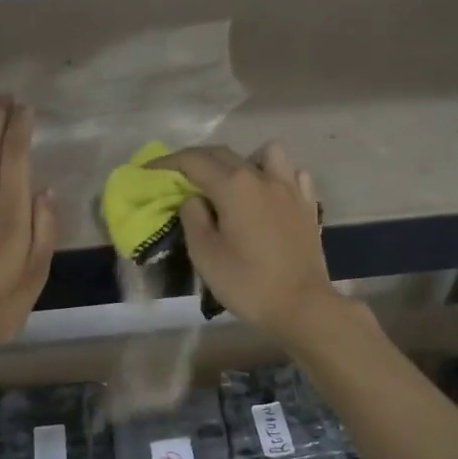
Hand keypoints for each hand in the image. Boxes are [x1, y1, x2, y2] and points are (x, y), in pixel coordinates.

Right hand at [149, 142, 343, 343]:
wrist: (302, 305)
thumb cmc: (248, 283)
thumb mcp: (205, 254)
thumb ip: (193, 218)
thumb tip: (194, 199)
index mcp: (234, 186)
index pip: (194, 161)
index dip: (167, 162)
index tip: (149, 170)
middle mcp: (262, 177)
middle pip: (224, 155)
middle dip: (197, 160)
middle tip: (178, 176)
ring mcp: (290, 189)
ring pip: (266, 153)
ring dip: (244, 160)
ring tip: (234, 184)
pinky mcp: (308, 206)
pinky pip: (292, 175)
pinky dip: (277, 177)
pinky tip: (269, 196)